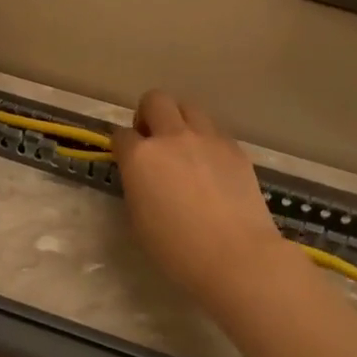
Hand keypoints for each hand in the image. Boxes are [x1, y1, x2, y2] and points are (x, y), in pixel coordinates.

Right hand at [112, 91, 291, 305]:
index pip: (121, 135)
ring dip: (179, 121)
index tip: (126, 159)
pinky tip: (211, 167)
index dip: (121, 146)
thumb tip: (142, 175)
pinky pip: (214, 131)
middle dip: (148, 115)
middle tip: (152, 141)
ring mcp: (207, 138)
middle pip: (155, 100)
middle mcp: (172, 137)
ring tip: (184, 149)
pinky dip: (206, 140)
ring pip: (188, 108)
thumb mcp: (139, 219)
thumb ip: (136, 185)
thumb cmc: (177, 250)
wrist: (236, 256)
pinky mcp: (234, 148)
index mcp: (140, 157)